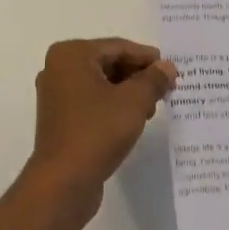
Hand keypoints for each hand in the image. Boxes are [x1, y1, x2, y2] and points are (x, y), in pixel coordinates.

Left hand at [22, 38, 176, 220]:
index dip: (148, 59)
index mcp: (71, 55)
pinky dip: (113, 106)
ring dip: (128, 92)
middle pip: (108, 63)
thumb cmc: (97, 132)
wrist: (63, 182)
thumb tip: (167, 67)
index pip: (118, 47)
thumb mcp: (134, 101)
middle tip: (165, 89)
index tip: (172, 71)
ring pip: (101, 84)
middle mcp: (58, 69)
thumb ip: (153, 79)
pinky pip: (92, 102)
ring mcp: (56, 95)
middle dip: (138, 76)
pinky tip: (133, 120)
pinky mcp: (60, 119)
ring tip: (152, 108)